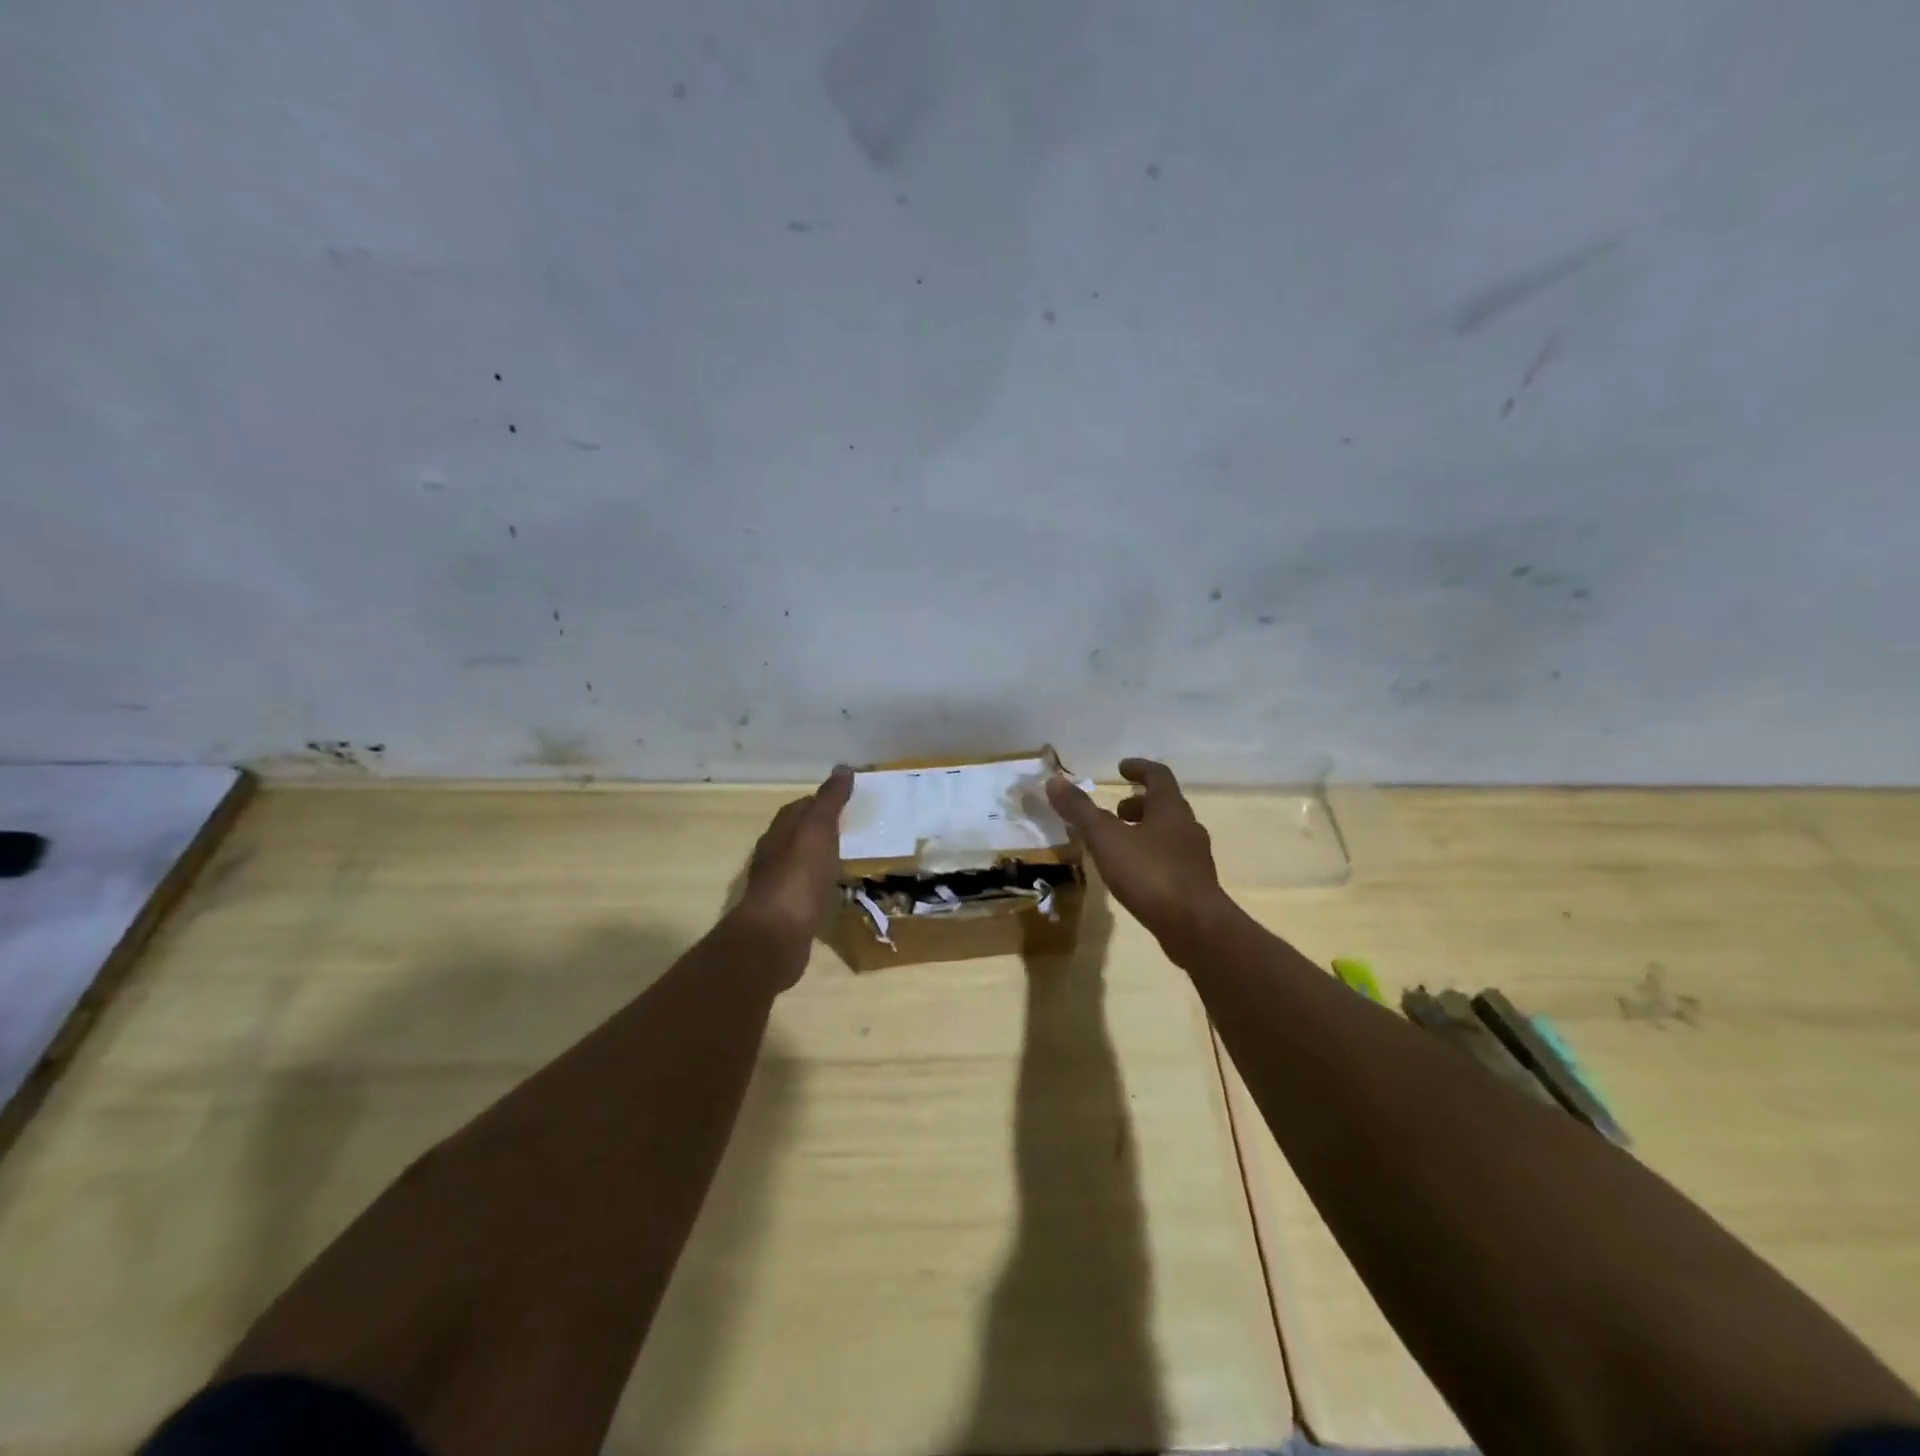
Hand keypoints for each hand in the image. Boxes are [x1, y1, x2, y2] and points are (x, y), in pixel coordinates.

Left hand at [736, 766, 854, 950]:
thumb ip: (830, 801)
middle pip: (797, 834)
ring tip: (847, 859)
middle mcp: (773, 855)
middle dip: (821, 829)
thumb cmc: (798, 877)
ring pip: (800, 862)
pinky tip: (834, 891)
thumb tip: (843, 768)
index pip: (800, 808)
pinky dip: (819, 884)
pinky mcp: (785, 913)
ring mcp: (777, 886)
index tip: (847, 802)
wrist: (775, 937)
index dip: (822, 802)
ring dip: (820, 858)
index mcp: (780, 832)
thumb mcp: (818, 831)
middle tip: (852, 830)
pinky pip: (805, 889)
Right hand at [1046, 758, 1231, 947]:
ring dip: (1144, 832)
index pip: (1159, 776)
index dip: (1139, 769)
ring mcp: (1194, 859)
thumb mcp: (1107, 839)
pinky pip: (1169, 861)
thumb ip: (1081, 811)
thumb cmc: (1151, 874)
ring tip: (1117, 845)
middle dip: (1139, 805)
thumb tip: (1055, 781)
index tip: (1121, 768)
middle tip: (1115, 811)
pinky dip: (1149, 858)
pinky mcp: (1194, 886)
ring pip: (1168, 835)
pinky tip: (1132, 875)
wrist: (1195, 928)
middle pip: (1165, 806)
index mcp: (1171, 809)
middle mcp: (1187, 828)